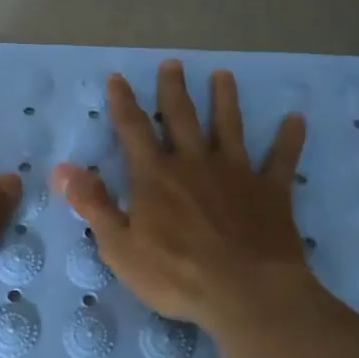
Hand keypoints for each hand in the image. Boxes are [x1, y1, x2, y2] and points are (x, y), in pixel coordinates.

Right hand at [51, 60, 315, 337]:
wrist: (246, 294)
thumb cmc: (176, 275)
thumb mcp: (120, 246)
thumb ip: (93, 204)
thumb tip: (62, 168)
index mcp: (156, 176)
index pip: (133, 130)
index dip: (123, 103)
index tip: (118, 78)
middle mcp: (194, 163)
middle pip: (182, 118)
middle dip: (174, 90)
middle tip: (173, 64)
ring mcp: (236, 174)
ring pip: (229, 127)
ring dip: (225, 100)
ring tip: (224, 75)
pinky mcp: (270, 191)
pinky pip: (281, 159)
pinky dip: (289, 139)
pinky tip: (296, 119)